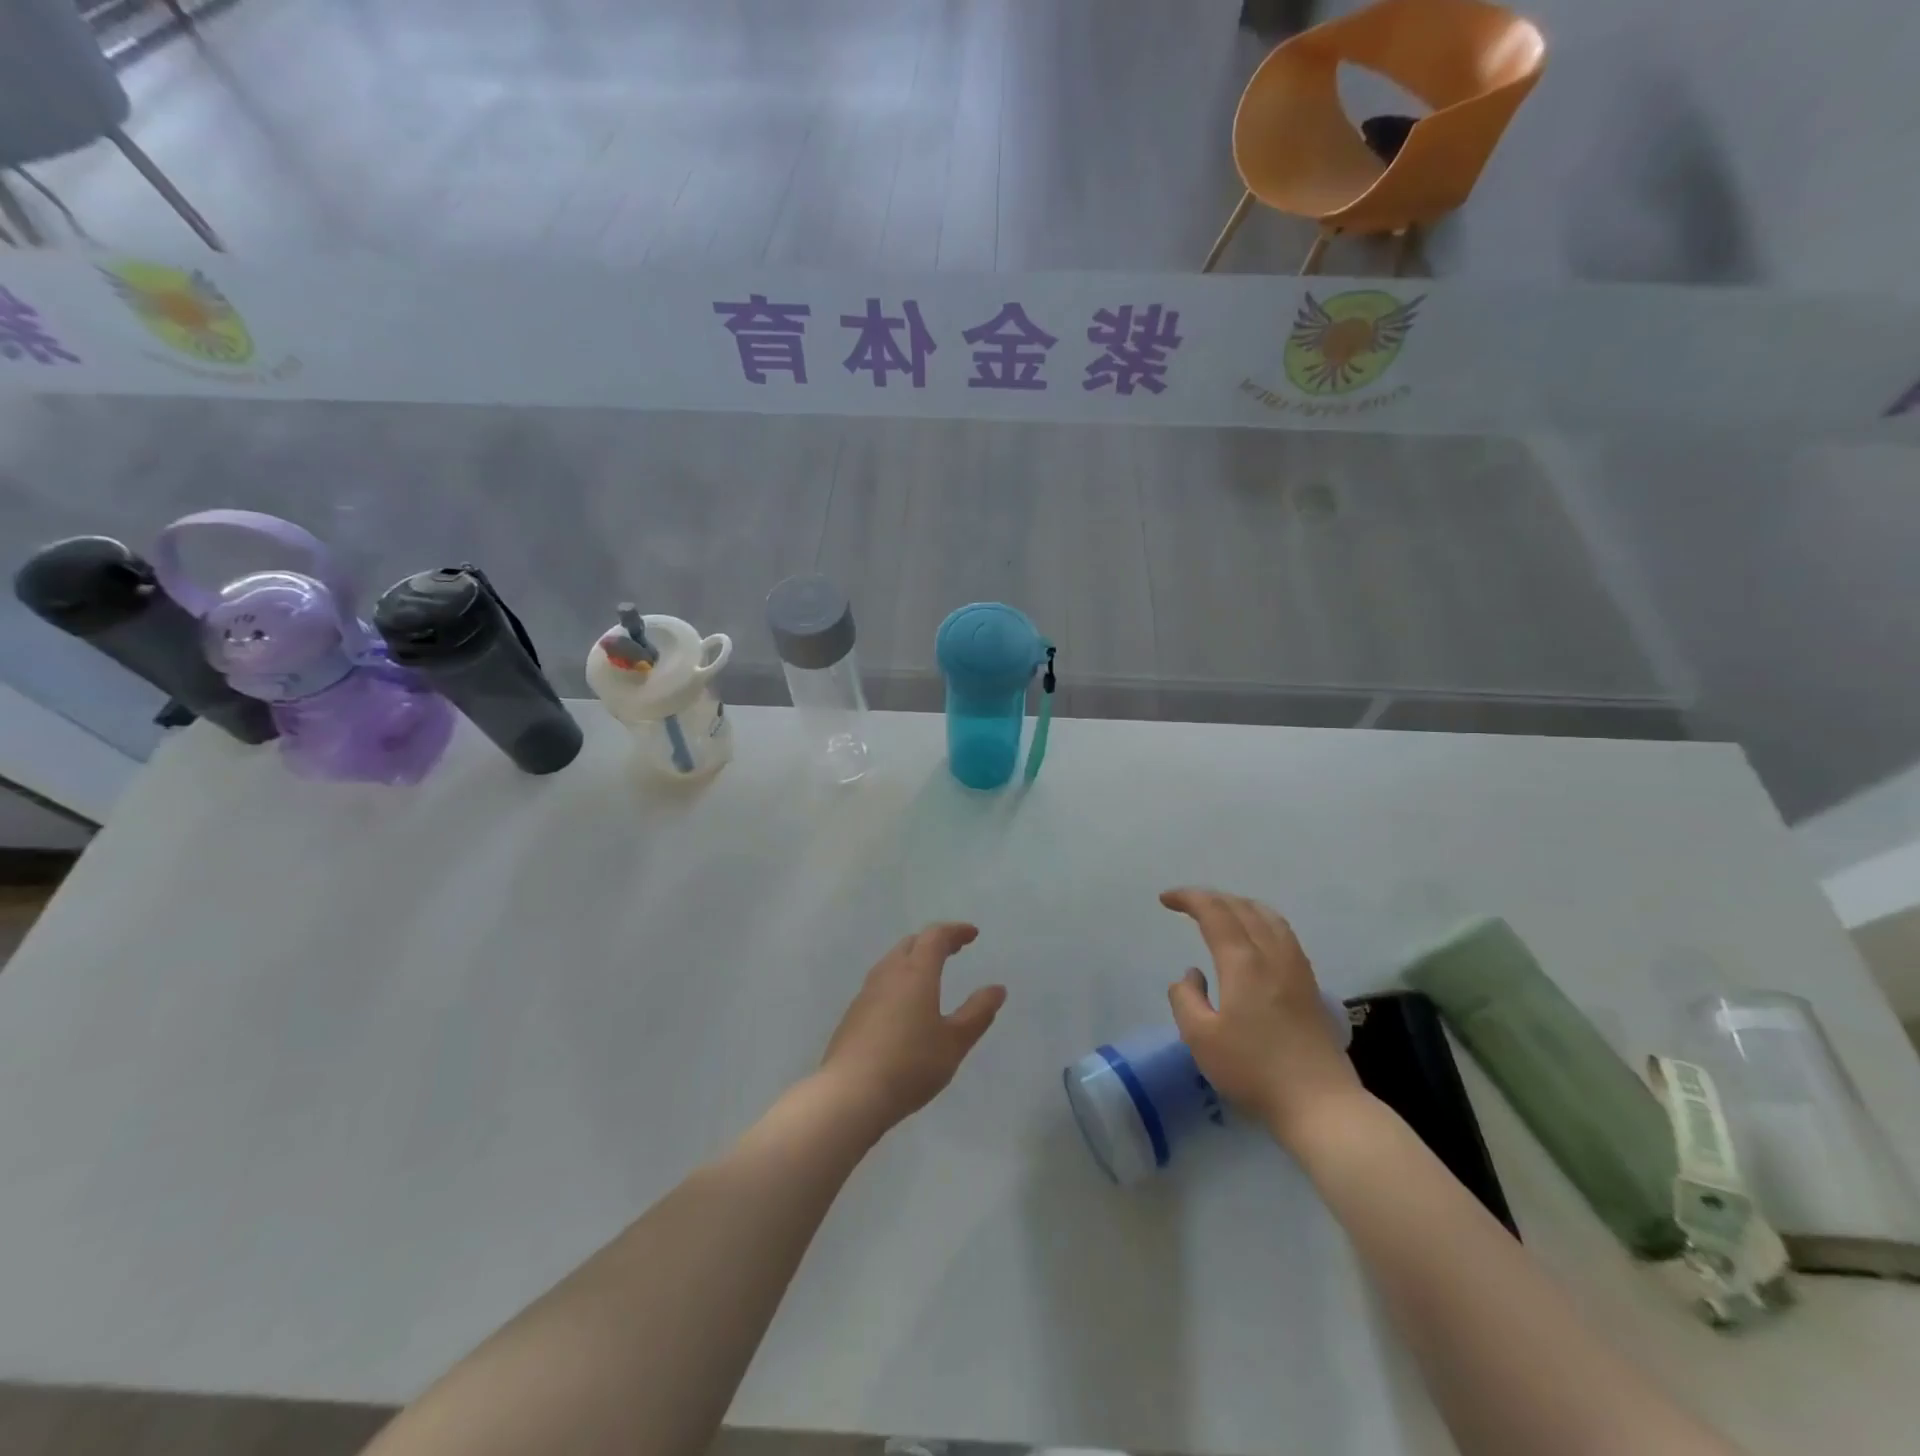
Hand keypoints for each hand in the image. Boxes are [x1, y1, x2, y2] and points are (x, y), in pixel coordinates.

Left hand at [819, 923, 1006, 1131]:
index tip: (972, 934)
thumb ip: (977, 1013)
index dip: (955, 931)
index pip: (935, 937)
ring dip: (914, 958)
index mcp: (916, 973)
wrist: (850, 1094)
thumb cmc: (910, 1064)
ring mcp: (866, 993)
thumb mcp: (954, 1042)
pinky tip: (904, 1004)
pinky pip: (880, 983)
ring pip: (892, 961)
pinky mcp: (853, 1014)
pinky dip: (899, 979)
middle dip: (934, 941)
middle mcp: (889, 974)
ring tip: (930, 973)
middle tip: (954, 949)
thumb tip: (997, 989)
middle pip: (911, 943)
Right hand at [1161, 888, 1363, 1145]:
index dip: (1189, 898)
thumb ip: (1186, 998)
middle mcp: (1272, 954)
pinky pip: (1282, 933)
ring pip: (1268, 916)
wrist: (1320, 1104)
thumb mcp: (1200, 1038)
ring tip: (1220, 913)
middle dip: (1211, 898)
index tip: (1165, 900)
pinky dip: (1260, 920)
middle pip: (1242, 908)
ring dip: (1239, 905)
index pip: (1214, 912)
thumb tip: (1192, 975)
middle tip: (1186, 904)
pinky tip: (1254, 939)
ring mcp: (1296, 968)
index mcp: (1243, 962)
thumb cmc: (1254, 1070)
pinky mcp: (1310, 985)